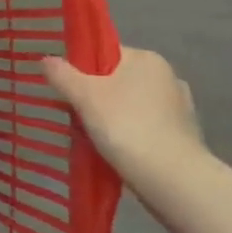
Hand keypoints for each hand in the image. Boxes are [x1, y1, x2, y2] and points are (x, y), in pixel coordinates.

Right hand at [42, 48, 204, 186]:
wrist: (172, 179)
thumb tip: (46, 59)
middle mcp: (168, 76)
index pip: (106, 53)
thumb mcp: (84, 96)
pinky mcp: (185, 136)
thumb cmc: (126, 126)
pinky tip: (118, 152)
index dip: (82, 68)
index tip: (67, 89)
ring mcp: (180, 107)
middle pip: (118, 80)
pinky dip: (132, 136)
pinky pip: (147, 128)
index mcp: (146, 59)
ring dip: (114, 118)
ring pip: (132, 106)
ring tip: (93, 138)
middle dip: (96, 97)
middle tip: (75, 116)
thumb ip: (62, 74)